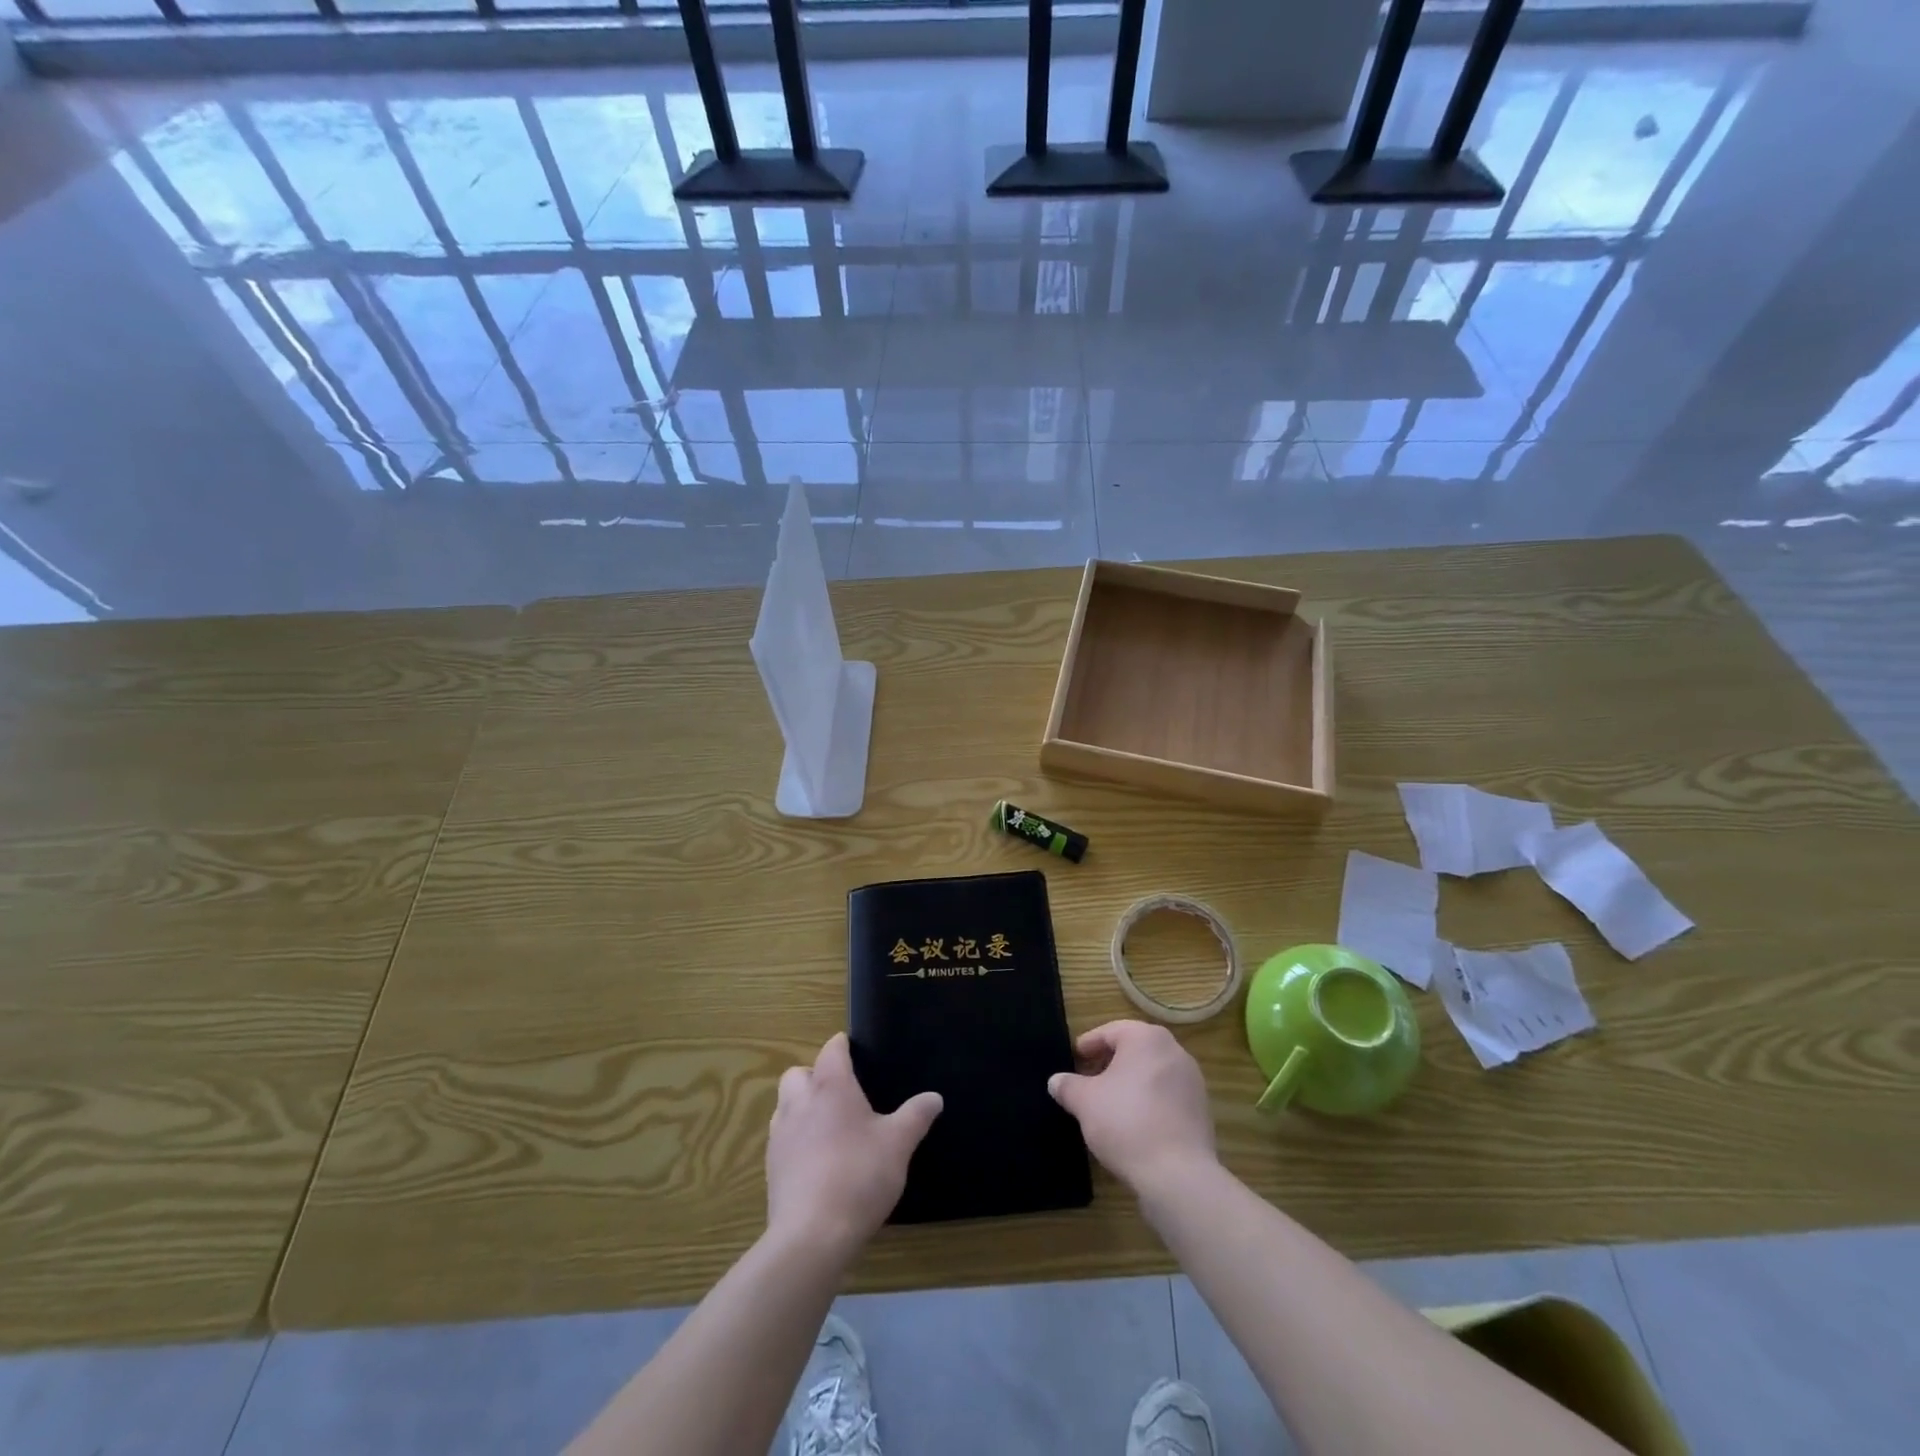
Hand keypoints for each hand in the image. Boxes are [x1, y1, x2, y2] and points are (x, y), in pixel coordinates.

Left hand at [766, 1033, 941, 1262]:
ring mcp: (780, 1135)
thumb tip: (934, 1097)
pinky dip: (795, 1139)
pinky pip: (781, 1138)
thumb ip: (916, 1116)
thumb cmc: (859, 1175)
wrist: (811, 1236)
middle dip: (814, 1075)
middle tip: (840, 1092)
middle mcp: (800, 1103)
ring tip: (827, 1126)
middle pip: (797, 1073)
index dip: (842, 1046)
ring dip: (801, 1106)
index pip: (831, 1050)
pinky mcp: (771, 1168)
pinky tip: (816, 1160)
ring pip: (784, 1104)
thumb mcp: (899, 1144)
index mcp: (831, 1087)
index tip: (855, 1051)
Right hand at [1049, 1021, 1216, 1193]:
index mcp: (1146, 1038)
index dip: (1088, 1045)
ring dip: (1130, 1083)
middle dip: (1109, 1063)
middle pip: (1134, 1049)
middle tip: (1088, 1080)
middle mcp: (1174, 1051)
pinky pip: (1167, 1096)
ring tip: (1108, 1104)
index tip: (1074, 1059)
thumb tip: (1056, 1081)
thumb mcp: (1085, 1102)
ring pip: (1152, 1072)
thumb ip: (1068, 1086)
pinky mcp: (1201, 1110)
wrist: (1178, 1175)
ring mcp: (1192, 1081)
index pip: (1111, 1031)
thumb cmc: (1126, 1122)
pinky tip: (1133, 1124)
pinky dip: (1149, 1101)